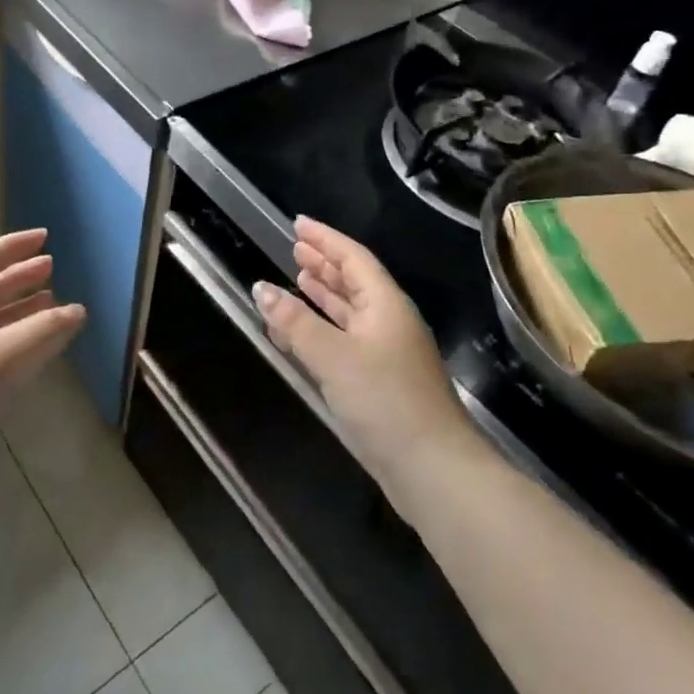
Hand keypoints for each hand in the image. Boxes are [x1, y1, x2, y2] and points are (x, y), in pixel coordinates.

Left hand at [0, 229, 84, 524]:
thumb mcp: (2, 359)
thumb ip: (45, 331)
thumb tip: (78, 309)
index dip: (14, 245)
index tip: (45, 237)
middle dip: (18, 277)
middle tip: (51, 268)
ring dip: (17, 312)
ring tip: (51, 306)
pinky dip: (11, 345)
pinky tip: (31, 356)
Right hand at [254, 217, 475, 501]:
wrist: (433, 470)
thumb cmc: (385, 401)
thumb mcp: (333, 356)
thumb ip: (295, 322)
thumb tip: (261, 287)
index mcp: (386, 304)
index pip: (353, 258)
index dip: (325, 239)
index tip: (298, 223)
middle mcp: (389, 322)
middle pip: (355, 281)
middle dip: (325, 263)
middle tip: (295, 247)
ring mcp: (387, 353)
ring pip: (350, 311)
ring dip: (325, 294)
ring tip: (298, 278)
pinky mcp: (381, 382)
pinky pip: (346, 339)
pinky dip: (324, 328)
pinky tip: (304, 332)